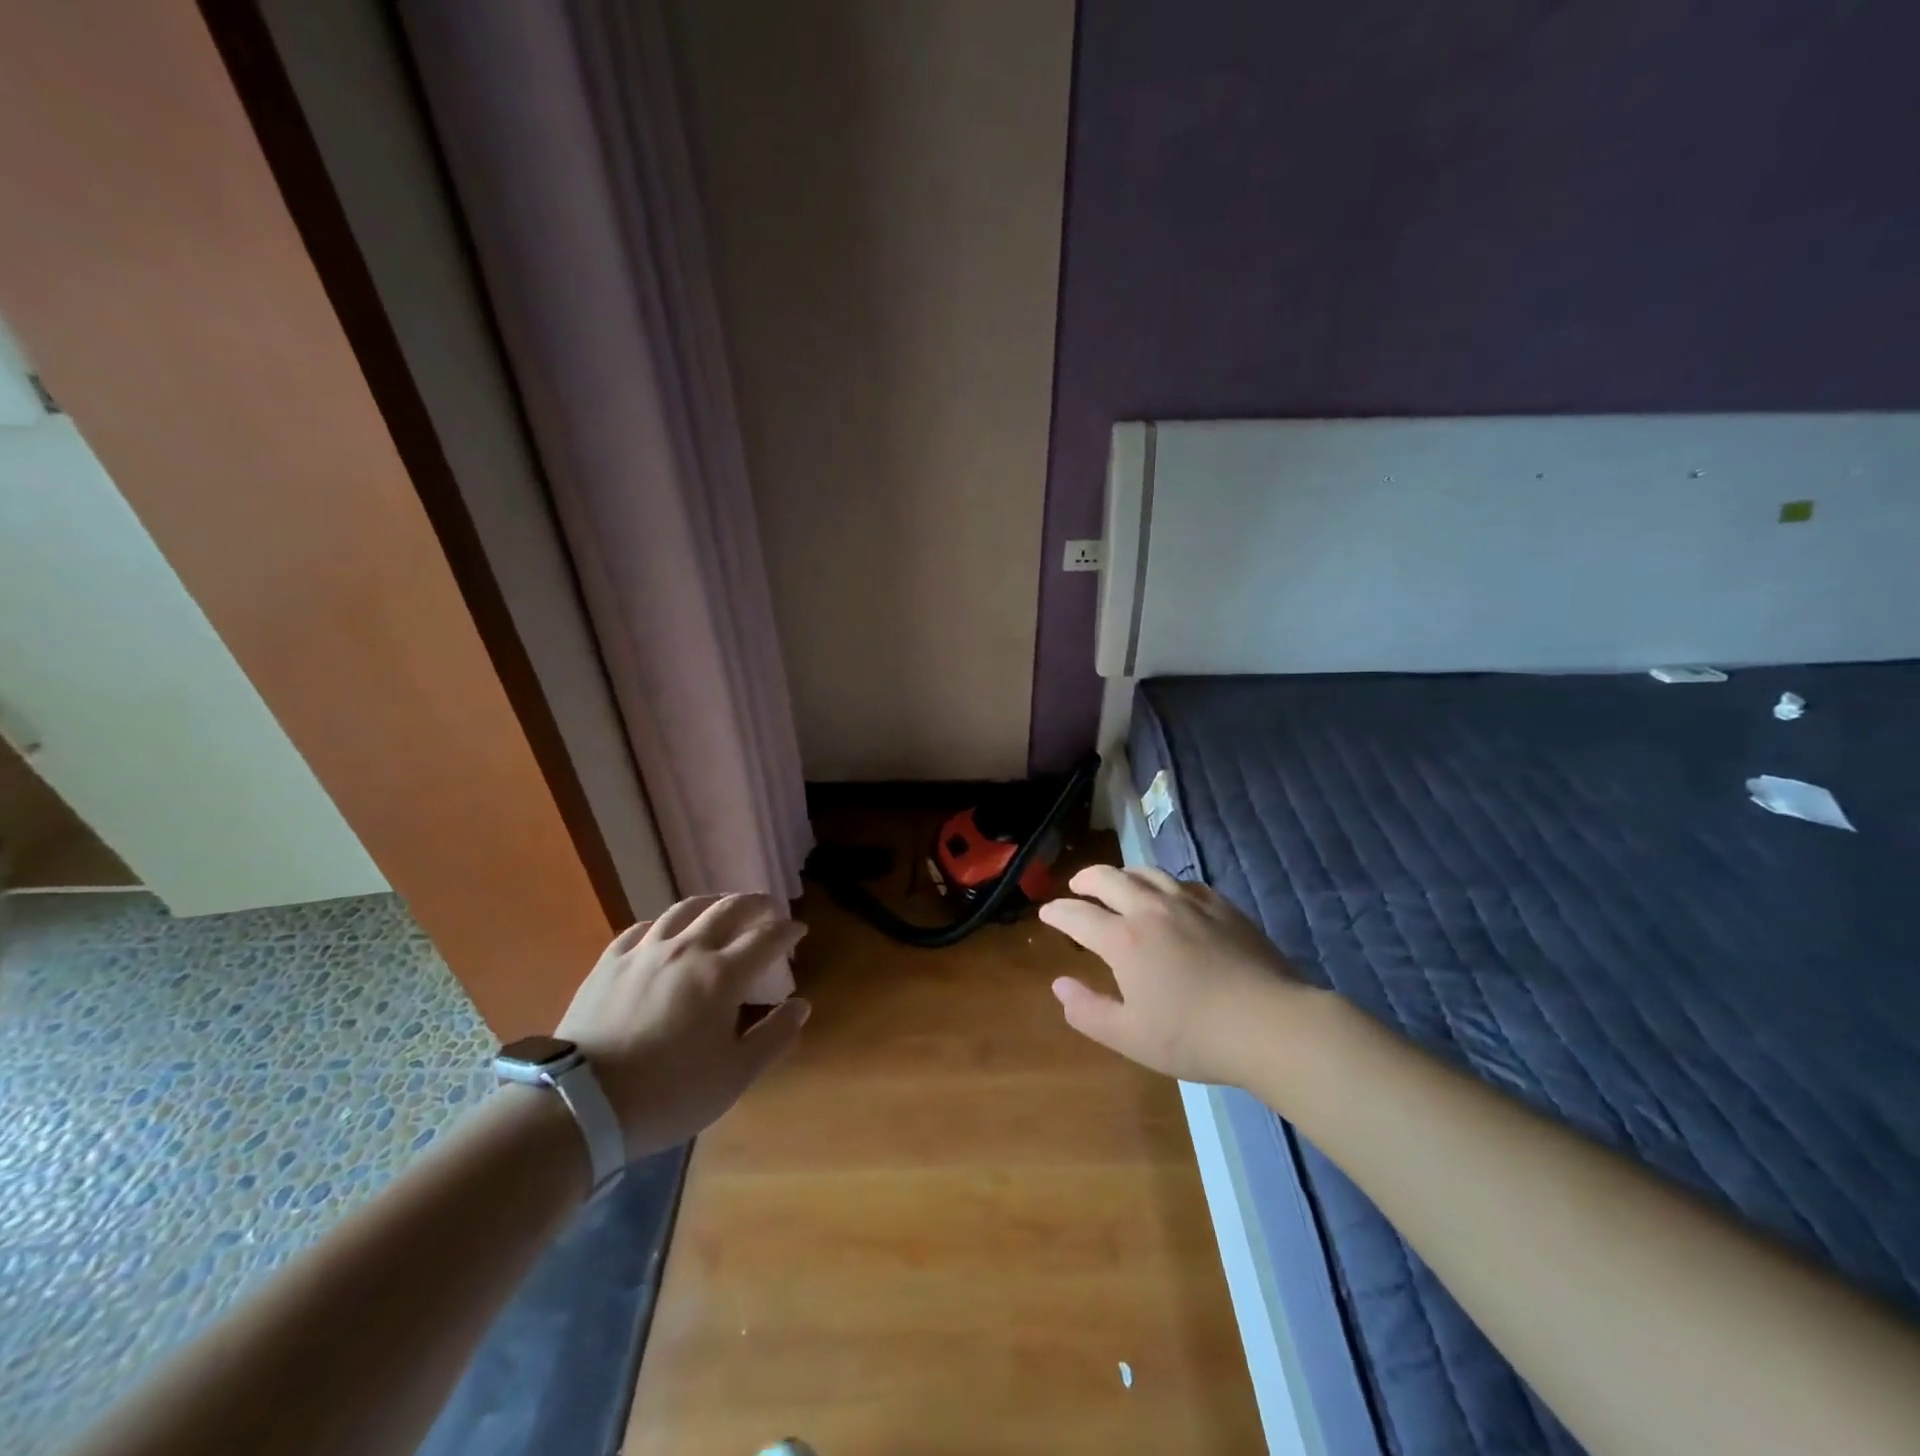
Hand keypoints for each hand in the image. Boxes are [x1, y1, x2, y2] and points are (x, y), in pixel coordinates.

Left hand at [556, 893, 809, 1157]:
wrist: (580, 1103)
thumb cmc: (668, 1093)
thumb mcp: (734, 1076)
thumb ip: (774, 1036)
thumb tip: (801, 1005)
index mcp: (722, 975)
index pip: (766, 938)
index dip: (787, 930)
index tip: (799, 929)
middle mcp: (687, 949)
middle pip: (728, 909)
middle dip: (755, 903)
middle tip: (769, 908)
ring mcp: (645, 951)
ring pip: (685, 909)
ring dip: (713, 902)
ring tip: (723, 906)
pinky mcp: (610, 962)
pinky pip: (644, 927)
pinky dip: (666, 922)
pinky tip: (667, 929)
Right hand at [1038, 865, 1304, 1084]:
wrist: (1270, 1024)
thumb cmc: (1194, 1036)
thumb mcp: (1130, 1037)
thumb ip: (1088, 1011)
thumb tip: (1060, 985)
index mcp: (1124, 940)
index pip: (1078, 915)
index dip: (1058, 912)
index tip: (1047, 913)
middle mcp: (1151, 910)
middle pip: (1109, 878)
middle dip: (1086, 879)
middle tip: (1077, 886)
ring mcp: (1190, 903)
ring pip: (1147, 873)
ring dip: (1124, 874)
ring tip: (1118, 882)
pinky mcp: (1222, 907)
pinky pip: (1183, 883)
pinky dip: (1164, 884)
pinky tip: (1169, 896)